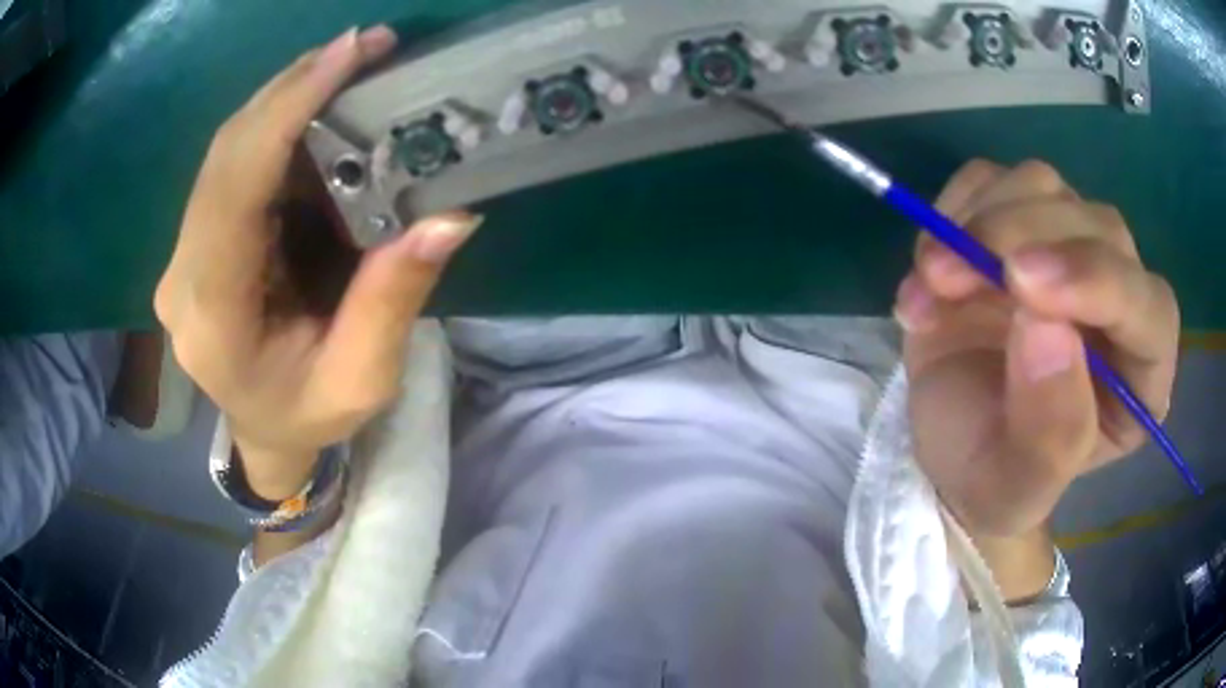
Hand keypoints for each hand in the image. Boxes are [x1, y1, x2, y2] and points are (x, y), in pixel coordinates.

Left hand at [155, 27, 482, 498]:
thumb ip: (392, 303)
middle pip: (227, 153)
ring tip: (352, 65)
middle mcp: (183, 274)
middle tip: (366, 46)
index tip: (347, 53)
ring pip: (228, 148)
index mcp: (212, 317)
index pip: (234, 190)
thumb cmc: (307, 417)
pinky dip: (279, 124)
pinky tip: (322, 107)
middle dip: (293, 87)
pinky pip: (235, 163)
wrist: (263, 431)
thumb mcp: (361, 381)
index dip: (286, 110)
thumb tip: (449, 216)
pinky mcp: (200, 237)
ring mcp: (185, 252)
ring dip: (288, 97)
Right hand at [896, 160, 1179, 539]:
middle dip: (1021, 239)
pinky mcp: (1020, 223)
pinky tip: (930, 266)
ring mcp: (1069, 249)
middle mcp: (1119, 300)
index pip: (1149, 308)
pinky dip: (952, 210)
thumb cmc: (991, 478)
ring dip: (979, 221)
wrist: (947, 447)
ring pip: (1044, 187)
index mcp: (1140, 376)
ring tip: (932, 282)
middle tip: (947, 276)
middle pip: (1098, 227)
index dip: (1097, 281)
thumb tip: (1046, 328)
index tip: (1020, 285)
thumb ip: (1048, 433)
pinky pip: (992, 180)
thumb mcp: (1014, 489)